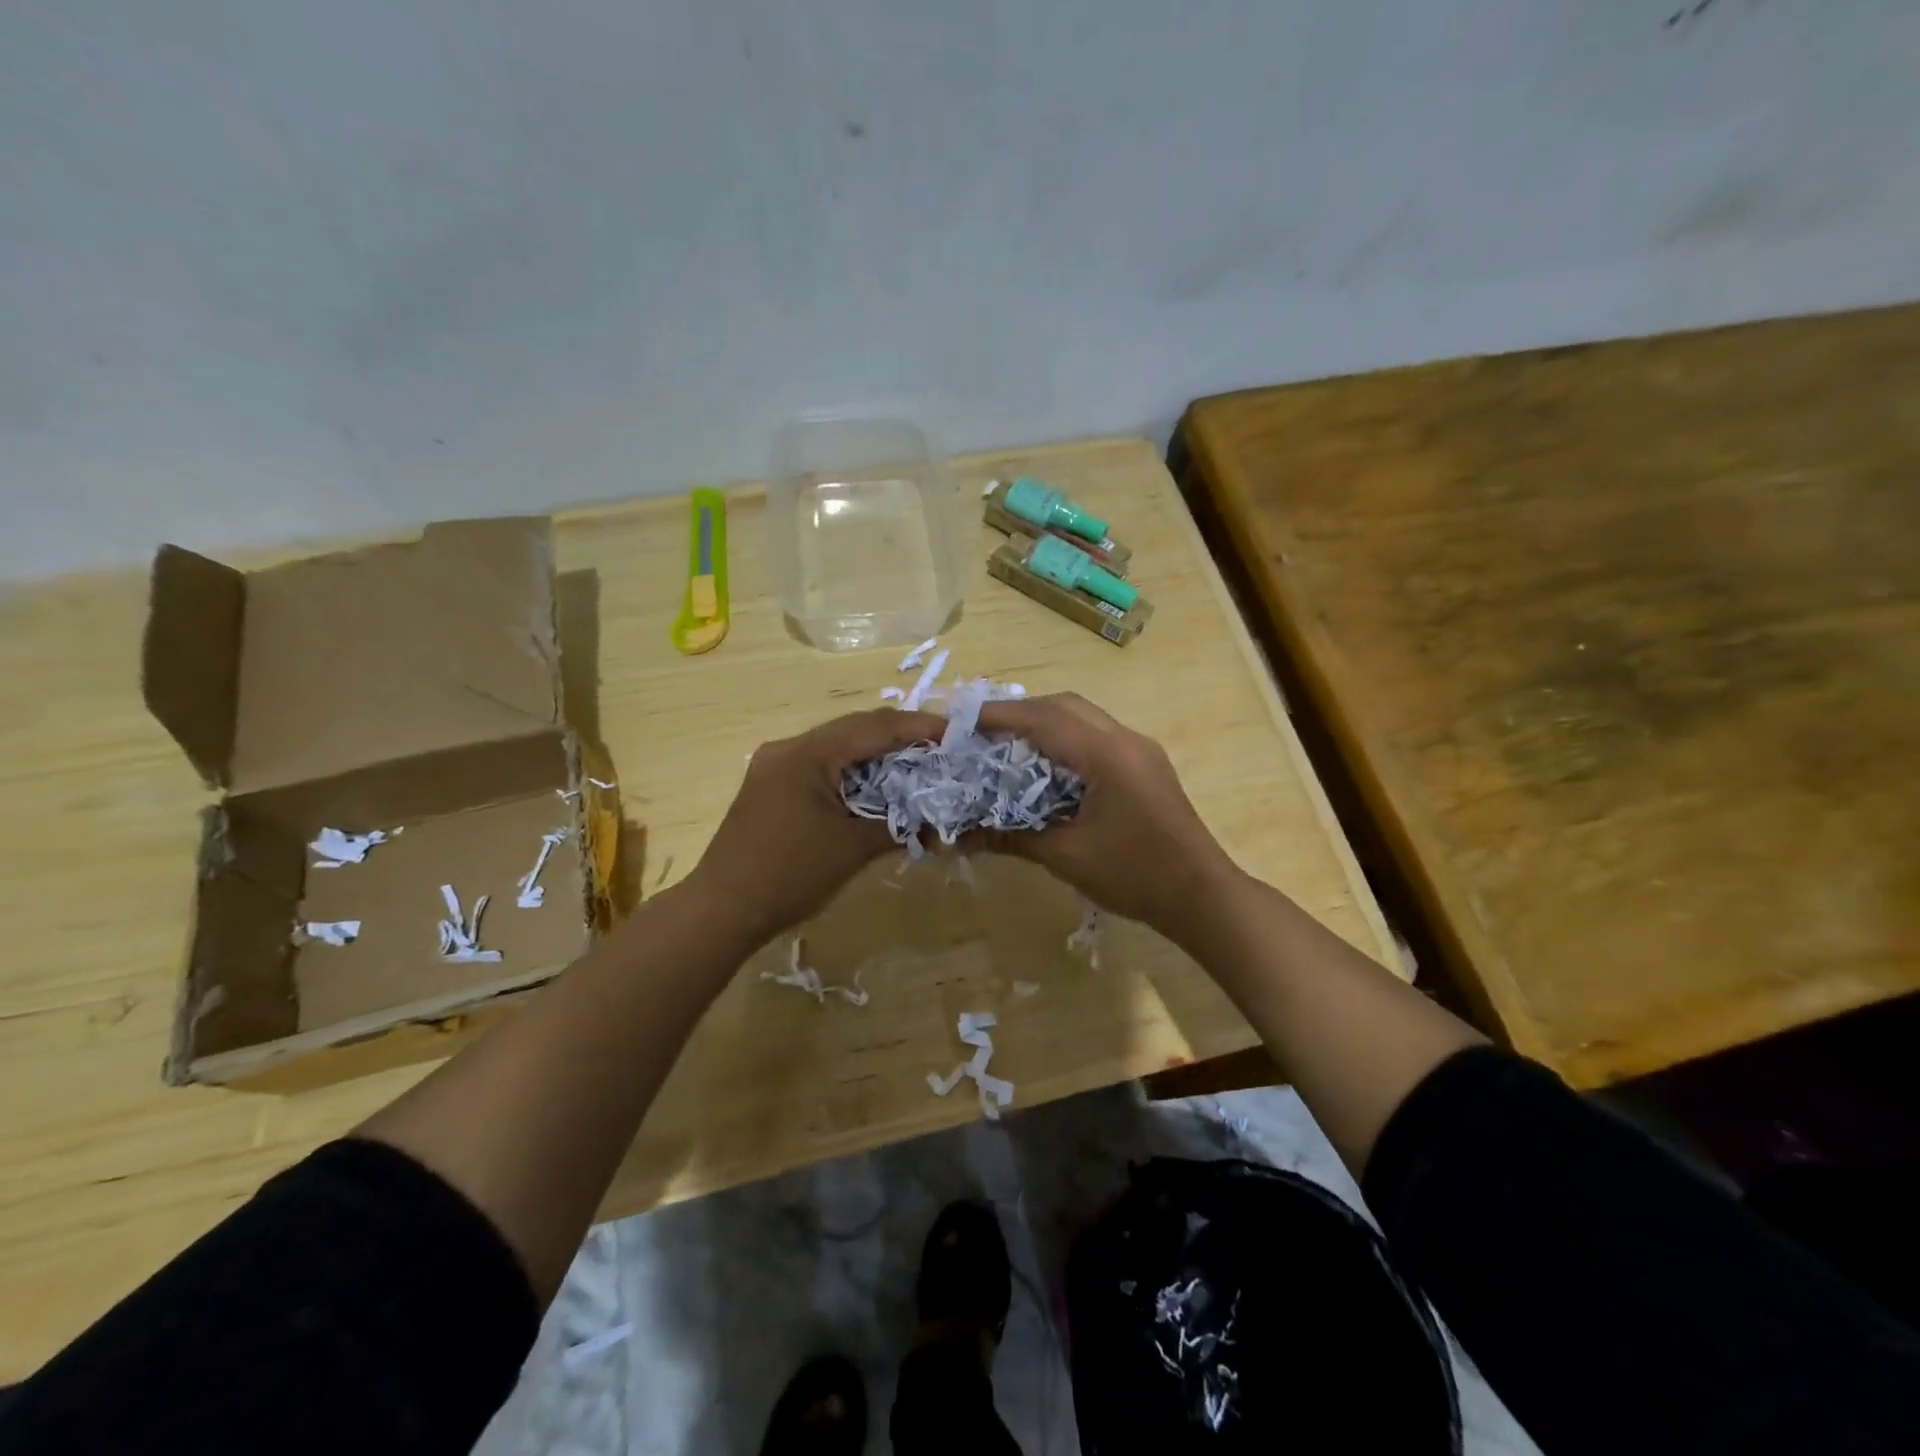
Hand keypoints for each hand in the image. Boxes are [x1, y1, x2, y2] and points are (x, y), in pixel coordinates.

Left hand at [687, 708, 945, 947]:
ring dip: (876, 756)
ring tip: (917, 766)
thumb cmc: (788, 876)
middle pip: (854, 730)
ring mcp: (776, 766)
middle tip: (941, 749)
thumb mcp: (851, 848)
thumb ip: (898, 825)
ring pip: (837, 747)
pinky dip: (853, 773)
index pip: (873, 727)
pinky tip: (876, 787)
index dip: (918, 727)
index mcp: (807, 754)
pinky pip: (822, 767)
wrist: (722, 911)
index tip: (955, 734)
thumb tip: (939, 823)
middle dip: (899, 738)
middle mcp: (788, 748)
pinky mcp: (772, 786)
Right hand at [972, 693, 1240, 944]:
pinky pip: (1098, 735)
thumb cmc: (1134, 875)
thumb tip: (958, 837)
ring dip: (1045, 723)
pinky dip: (1067, 739)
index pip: (1044, 719)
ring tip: (1008, 745)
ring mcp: (1141, 749)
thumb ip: (1011, 837)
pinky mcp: (1147, 764)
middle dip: (1021, 712)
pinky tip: (1047, 766)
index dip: (1000, 716)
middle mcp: (1125, 739)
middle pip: (1065, 706)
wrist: (1202, 896)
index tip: (962, 721)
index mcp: (1106, 755)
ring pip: (1084, 717)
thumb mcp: (1066, 856)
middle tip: (983, 732)